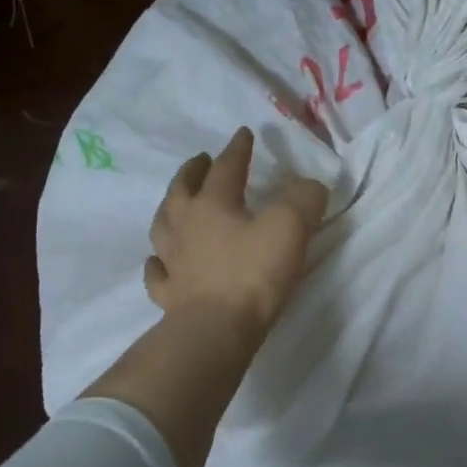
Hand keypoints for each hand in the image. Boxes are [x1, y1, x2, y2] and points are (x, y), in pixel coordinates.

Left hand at [144, 127, 328, 332]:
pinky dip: (158, 262)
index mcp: (212, 203)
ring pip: (163, 225)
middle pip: (183, 189)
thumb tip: (310, 186)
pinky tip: (159, 261)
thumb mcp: (290, 226)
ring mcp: (172, 261)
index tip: (244, 134)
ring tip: (176, 203)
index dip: (238, 149)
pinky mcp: (169, 294)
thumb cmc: (252, 273)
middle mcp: (185, 225)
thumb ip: (304, 198)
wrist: (215, 332)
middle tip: (201, 160)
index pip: (226, 166)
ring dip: (170, 208)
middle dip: (194, 171)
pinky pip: (157, 272)